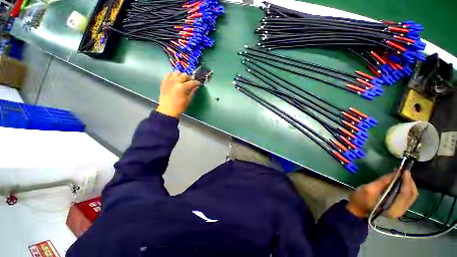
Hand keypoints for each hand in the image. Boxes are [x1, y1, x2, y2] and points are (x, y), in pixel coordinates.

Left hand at [156, 72, 200, 117]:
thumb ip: (192, 92)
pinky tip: (175, 78)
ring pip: (177, 73)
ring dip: (181, 75)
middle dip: (189, 78)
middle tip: (191, 82)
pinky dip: (172, 75)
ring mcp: (169, 81)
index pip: (192, 82)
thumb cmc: (179, 106)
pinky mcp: (164, 82)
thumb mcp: (188, 100)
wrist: (167, 110)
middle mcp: (175, 82)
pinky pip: (168, 74)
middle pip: (184, 75)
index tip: (199, 83)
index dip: (196, 82)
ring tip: (183, 79)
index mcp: (182, 87)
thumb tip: (196, 87)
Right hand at [346, 170, 417, 217]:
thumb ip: (383, 181)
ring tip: (403, 175)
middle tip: (404, 172)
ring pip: (411, 196)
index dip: (406, 181)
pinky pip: (407, 197)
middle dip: (409, 183)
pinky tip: (400, 182)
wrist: (356, 209)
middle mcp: (400, 211)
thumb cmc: (360, 199)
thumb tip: (396, 172)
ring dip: (409, 185)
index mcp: (393, 209)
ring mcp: (400, 210)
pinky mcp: (398, 208)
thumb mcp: (369, 189)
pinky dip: (406, 188)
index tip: (404, 170)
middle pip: (412, 195)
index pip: (405, 194)